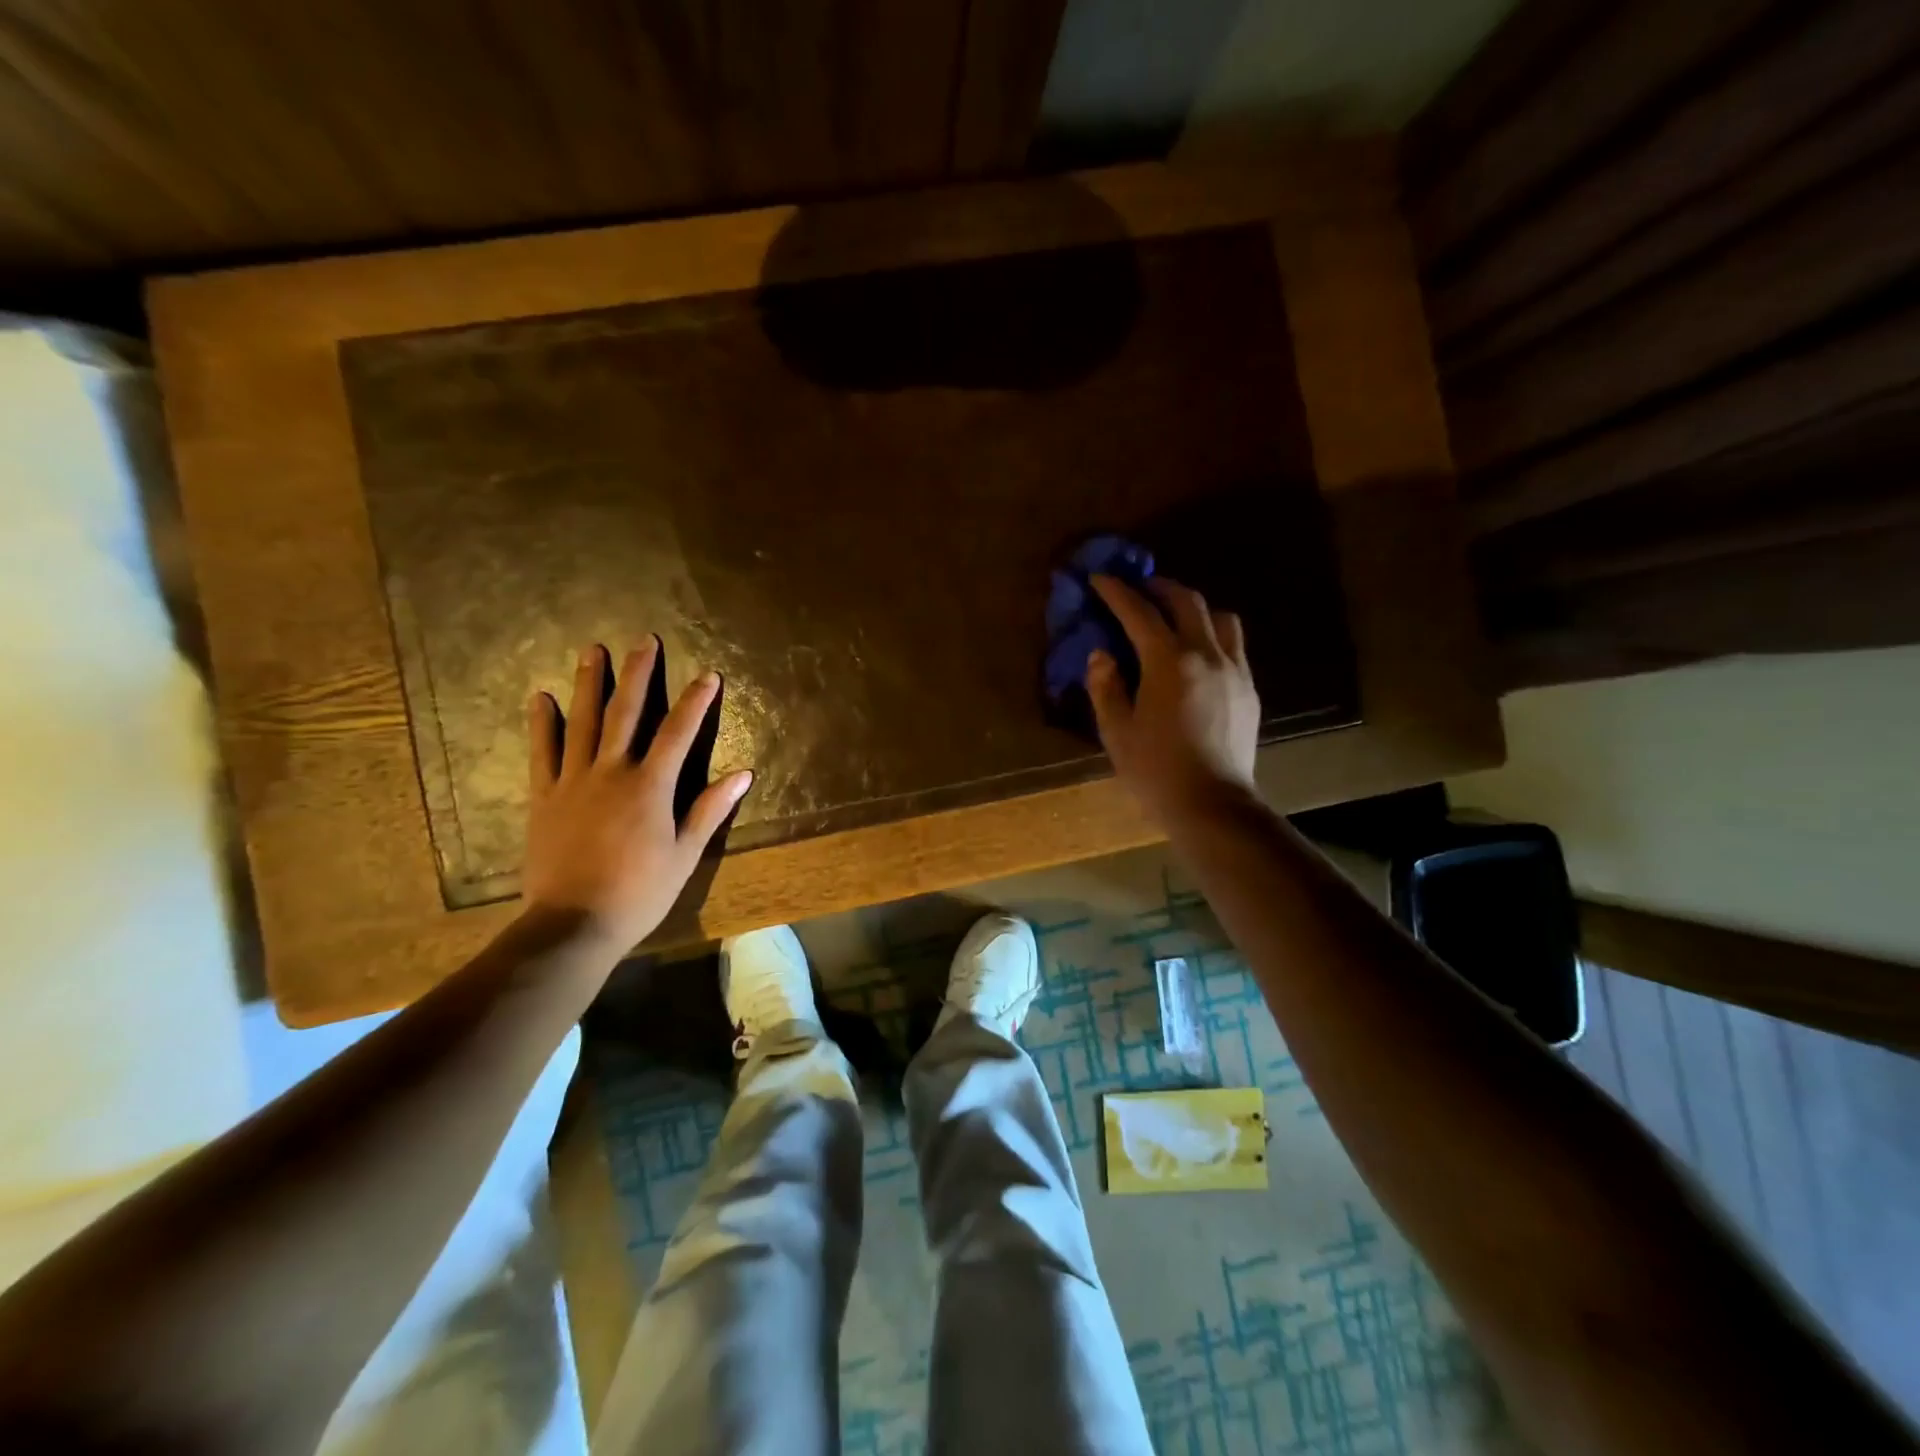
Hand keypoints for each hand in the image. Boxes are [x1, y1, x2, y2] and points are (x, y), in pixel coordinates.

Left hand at [523, 641, 752, 952]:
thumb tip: (743, 774)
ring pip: (583, 722)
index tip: (709, 674)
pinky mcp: (545, 797)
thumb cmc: (639, 892)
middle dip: (638, 675)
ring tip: (593, 651)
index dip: (696, 701)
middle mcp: (611, 772)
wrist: (573, 924)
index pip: (679, 733)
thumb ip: (710, 809)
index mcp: (650, 786)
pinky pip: (543, 752)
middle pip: (627, 713)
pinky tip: (541, 698)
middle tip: (644, 640)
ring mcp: (573, 781)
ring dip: (589, 684)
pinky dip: (543, 723)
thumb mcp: (685, 854)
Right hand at [1086, 574, 1260, 827]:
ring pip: (1220, 617)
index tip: (1100, 579)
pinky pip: (1234, 645)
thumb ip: (1105, 687)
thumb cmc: (1156, 771)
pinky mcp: (1249, 688)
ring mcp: (1234, 670)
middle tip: (1139, 589)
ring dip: (1194, 607)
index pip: (1139, 613)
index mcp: (1168, 662)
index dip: (1117, 592)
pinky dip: (1213, 634)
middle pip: (1187, 601)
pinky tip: (1198, 655)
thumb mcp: (1116, 731)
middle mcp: (1206, 654)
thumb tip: (1102, 655)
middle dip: (1160, 588)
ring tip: (1175, 618)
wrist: (1212, 806)